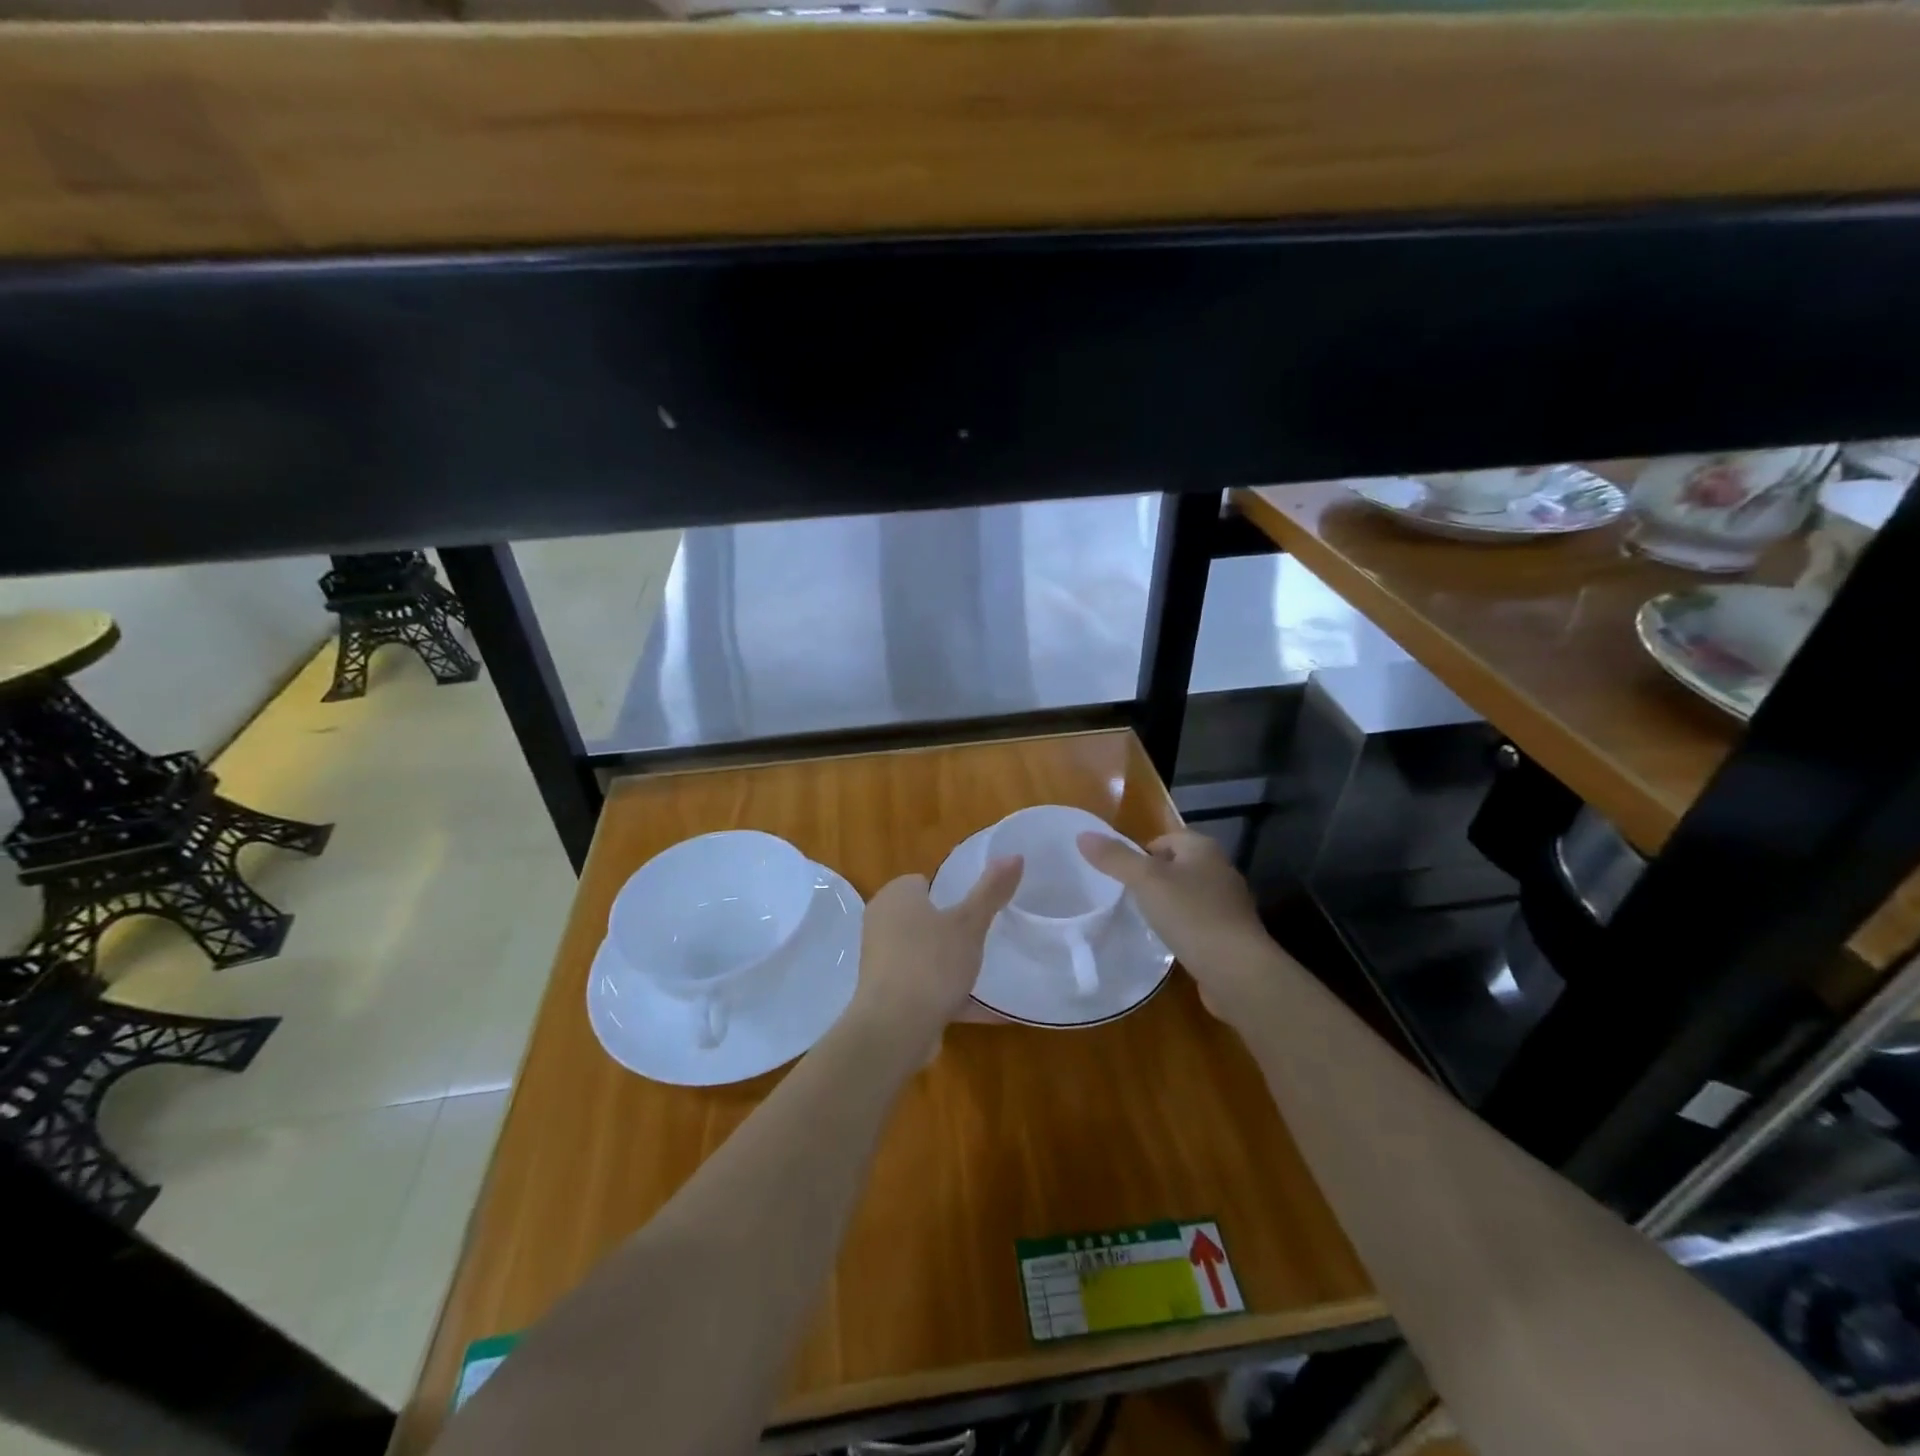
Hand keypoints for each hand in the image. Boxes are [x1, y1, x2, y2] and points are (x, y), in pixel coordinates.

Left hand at [850, 857, 1022, 1062]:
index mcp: (896, 896)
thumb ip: (991, 890)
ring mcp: (882, 961)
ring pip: (926, 955)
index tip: (979, 907)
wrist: (894, 1029)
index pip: (924, 882)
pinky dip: (951, 996)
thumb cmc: (931, 963)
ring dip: (952, 966)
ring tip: (989, 972)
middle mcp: (882, 923)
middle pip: (925, 919)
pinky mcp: (888, 995)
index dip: (951, 892)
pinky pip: (926, 988)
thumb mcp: (969, 923)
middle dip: (953, 929)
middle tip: (986, 938)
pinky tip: (988, 1010)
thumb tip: (1014, 854)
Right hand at [1077, 829, 1278, 1021]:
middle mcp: (1220, 869)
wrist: (1237, 971)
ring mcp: (1229, 904)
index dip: (1140, 853)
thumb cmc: (1191, 915)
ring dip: (1168, 905)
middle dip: (1153, 880)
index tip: (1121, 877)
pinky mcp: (1231, 934)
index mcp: (1203, 848)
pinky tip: (1169, 943)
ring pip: (1188, 895)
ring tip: (1144, 921)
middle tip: (1127, 898)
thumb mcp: (1145, 882)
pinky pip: (1198, 922)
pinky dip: (1183, 928)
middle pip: (1176, 866)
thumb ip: (1114, 858)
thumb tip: (1082, 835)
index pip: (1164, 839)